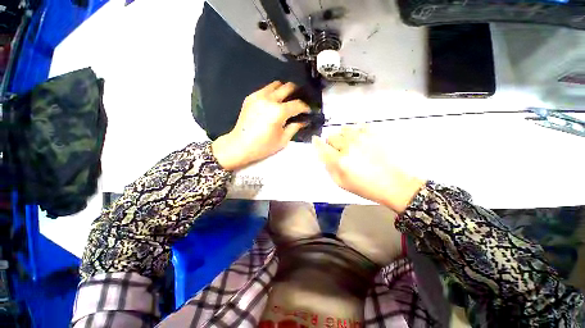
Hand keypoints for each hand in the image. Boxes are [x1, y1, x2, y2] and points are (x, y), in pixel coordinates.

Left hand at [212, 81, 309, 170]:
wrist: (240, 145)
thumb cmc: (263, 146)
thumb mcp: (283, 139)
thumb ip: (295, 127)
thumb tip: (303, 121)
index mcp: (279, 112)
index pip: (297, 104)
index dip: (305, 107)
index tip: (308, 111)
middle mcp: (269, 99)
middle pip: (288, 87)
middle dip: (297, 92)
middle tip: (299, 100)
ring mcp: (258, 96)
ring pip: (276, 84)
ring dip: (284, 90)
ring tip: (286, 99)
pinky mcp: (251, 97)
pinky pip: (265, 89)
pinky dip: (272, 93)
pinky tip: (273, 102)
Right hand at [313, 126, 425, 212]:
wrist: (393, 184)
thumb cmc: (364, 187)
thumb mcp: (340, 182)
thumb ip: (328, 167)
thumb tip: (322, 154)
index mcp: (339, 160)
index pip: (321, 146)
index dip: (317, 143)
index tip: (316, 141)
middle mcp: (348, 146)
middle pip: (331, 136)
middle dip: (331, 143)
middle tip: (338, 151)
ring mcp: (361, 138)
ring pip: (343, 129)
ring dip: (343, 136)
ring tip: (350, 145)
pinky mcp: (374, 133)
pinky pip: (358, 125)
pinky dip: (355, 131)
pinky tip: (359, 139)